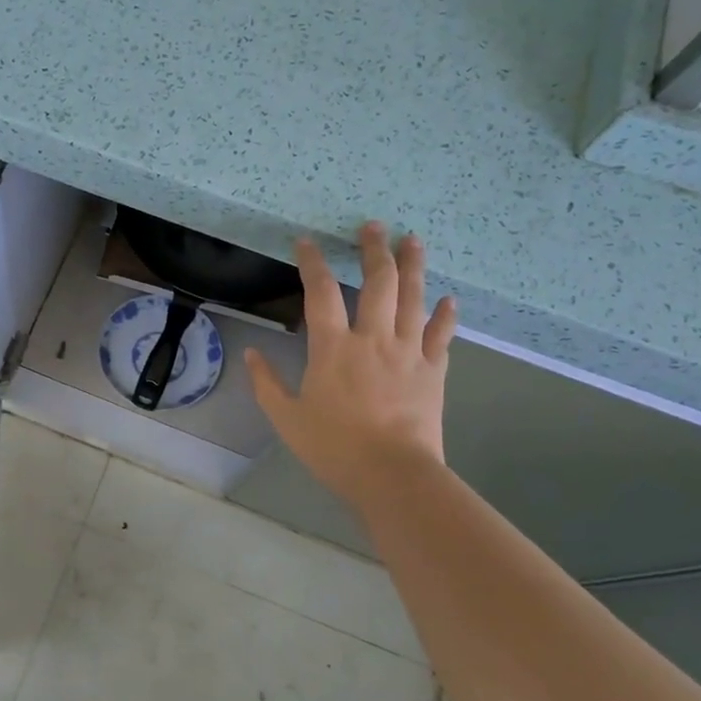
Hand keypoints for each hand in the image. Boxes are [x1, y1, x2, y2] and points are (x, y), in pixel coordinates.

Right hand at [247, 222, 457, 507]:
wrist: (392, 475)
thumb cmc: (334, 447)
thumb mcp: (287, 418)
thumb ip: (266, 383)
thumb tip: (251, 354)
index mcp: (333, 348)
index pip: (321, 293)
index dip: (313, 263)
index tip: (307, 242)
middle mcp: (373, 339)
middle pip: (378, 283)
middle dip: (374, 250)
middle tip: (374, 226)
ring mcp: (408, 352)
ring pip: (414, 299)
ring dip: (413, 267)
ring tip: (413, 240)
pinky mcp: (433, 371)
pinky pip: (441, 336)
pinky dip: (445, 316)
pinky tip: (449, 300)